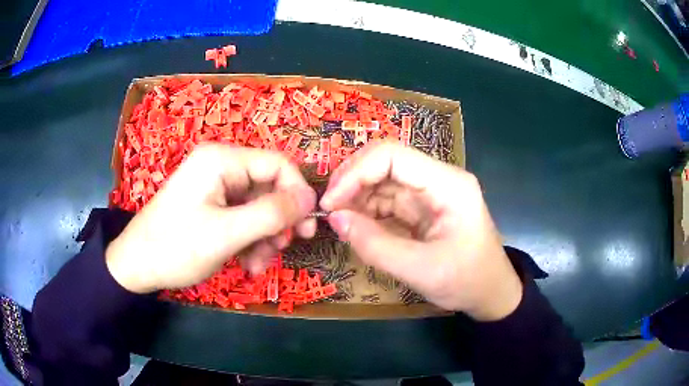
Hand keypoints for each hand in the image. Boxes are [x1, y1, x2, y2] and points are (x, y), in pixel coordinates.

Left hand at [106, 144, 316, 293]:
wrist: (137, 266)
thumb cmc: (176, 247)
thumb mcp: (226, 233)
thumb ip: (272, 214)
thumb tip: (311, 198)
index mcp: (221, 160)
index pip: (278, 164)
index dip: (297, 193)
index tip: (307, 227)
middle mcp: (220, 166)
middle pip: (268, 187)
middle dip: (277, 222)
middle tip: (283, 249)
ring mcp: (215, 187)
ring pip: (258, 208)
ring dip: (264, 237)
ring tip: (258, 265)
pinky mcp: (211, 205)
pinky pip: (242, 218)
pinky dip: (250, 241)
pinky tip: (247, 264)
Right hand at [320, 142, 522, 320]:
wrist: (491, 293)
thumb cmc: (467, 281)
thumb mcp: (420, 270)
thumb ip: (374, 245)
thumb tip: (334, 218)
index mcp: (447, 184)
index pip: (392, 156)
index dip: (355, 173)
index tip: (331, 203)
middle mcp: (438, 179)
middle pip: (385, 162)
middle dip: (352, 182)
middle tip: (328, 210)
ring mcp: (430, 192)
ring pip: (382, 180)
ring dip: (356, 197)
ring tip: (338, 221)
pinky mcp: (422, 208)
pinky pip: (387, 200)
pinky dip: (366, 210)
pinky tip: (354, 225)